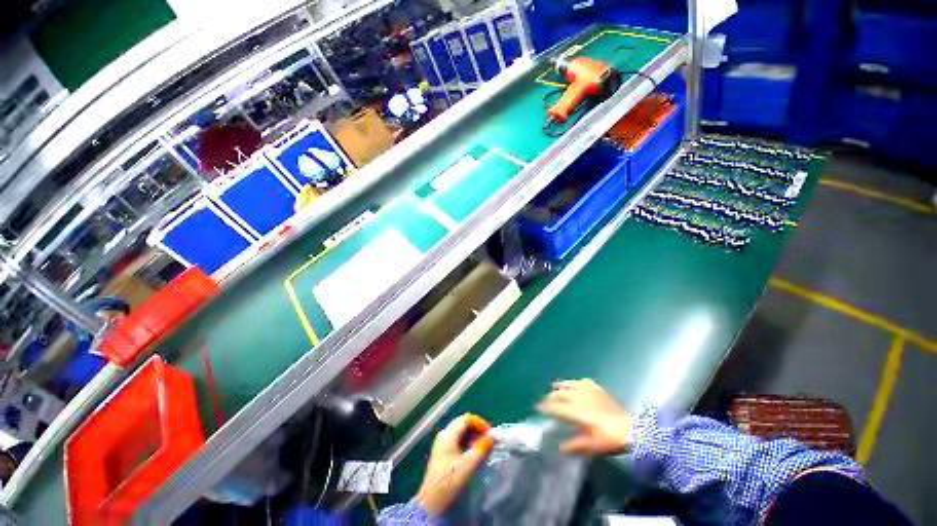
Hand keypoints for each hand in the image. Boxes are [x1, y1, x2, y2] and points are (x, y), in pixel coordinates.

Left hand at [415, 414, 494, 515]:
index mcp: (447, 435)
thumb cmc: (449, 482)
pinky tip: (474, 455)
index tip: (490, 433)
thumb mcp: (468, 465)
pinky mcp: (443, 455)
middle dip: (477, 430)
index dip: (479, 422)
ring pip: (461, 433)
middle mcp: (444, 436)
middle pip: (463, 424)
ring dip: (473, 437)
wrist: (431, 504)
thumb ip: (481, 449)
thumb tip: (492, 437)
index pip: (465, 419)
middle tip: (488, 440)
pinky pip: (458, 442)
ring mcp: (442, 445)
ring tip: (484, 448)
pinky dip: (468, 444)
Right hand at [537, 378, 631, 455]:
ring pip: (570, 384)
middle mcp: (579, 399)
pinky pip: (584, 382)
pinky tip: (577, 384)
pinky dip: (578, 383)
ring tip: (556, 387)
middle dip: (551, 396)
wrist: (630, 429)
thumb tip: (559, 448)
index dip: (545, 407)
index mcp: (576, 412)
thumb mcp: (592, 446)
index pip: (556, 407)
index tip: (538, 407)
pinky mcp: (598, 390)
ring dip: (561, 386)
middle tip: (547, 400)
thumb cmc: (609, 439)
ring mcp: (589, 392)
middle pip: (560, 394)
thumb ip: (575, 446)